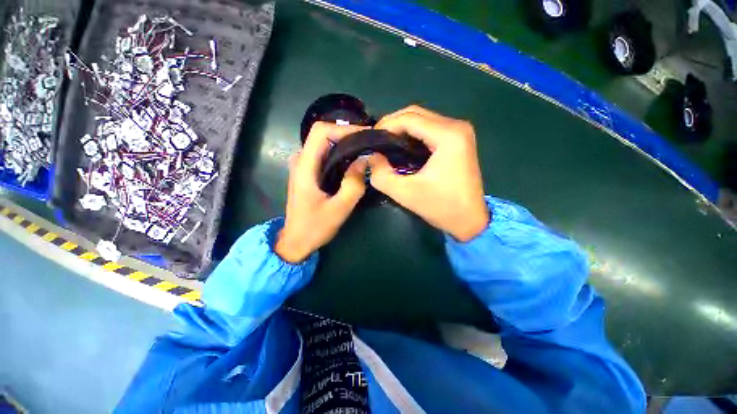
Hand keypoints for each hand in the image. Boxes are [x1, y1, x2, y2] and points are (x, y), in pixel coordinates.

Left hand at [275, 122, 368, 262]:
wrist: (296, 240)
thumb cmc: (315, 227)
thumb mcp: (339, 209)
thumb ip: (353, 185)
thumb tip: (365, 160)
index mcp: (305, 167)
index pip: (321, 131)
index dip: (344, 129)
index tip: (365, 136)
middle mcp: (301, 161)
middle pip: (323, 134)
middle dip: (347, 135)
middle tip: (370, 143)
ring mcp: (302, 166)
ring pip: (324, 144)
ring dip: (345, 143)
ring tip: (365, 151)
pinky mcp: (307, 172)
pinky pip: (324, 154)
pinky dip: (340, 153)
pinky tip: (353, 162)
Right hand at [369, 106, 488, 241]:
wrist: (470, 220)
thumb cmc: (441, 207)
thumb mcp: (405, 193)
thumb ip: (382, 175)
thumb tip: (372, 157)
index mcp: (448, 136)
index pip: (409, 118)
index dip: (386, 125)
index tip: (371, 138)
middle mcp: (457, 127)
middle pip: (416, 113)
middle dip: (392, 124)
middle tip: (376, 140)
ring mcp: (460, 132)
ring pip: (423, 119)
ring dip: (402, 128)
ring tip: (385, 143)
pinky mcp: (459, 140)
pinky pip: (430, 128)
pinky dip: (413, 134)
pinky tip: (402, 146)